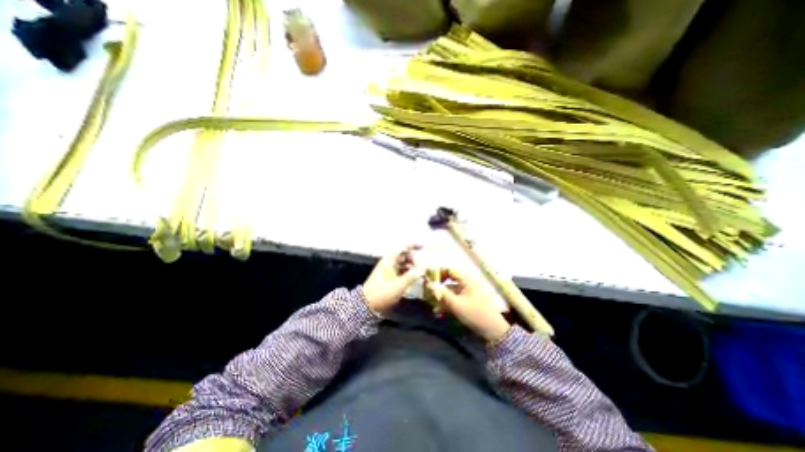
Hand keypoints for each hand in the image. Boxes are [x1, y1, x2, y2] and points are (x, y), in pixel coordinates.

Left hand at [364, 245, 422, 315]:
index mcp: (390, 259)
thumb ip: (413, 274)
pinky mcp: (388, 278)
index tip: (424, 247)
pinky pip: (400, 271)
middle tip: (424, 266)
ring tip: (421, 273)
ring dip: (412, 267)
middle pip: (404, 256)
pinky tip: (414, 279)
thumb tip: (424, 267)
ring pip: (402, 264)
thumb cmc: (383, 292)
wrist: (367, 305)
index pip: (403, 247)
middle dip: (415, 259)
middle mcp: (389, 262)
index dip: (414, 246)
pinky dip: (407, 273)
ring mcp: (388, 270)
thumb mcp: (400, 284)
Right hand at [427, 268, 507, 341]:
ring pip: (449, 291)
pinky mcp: (466, 301)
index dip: (438, 273)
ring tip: (434, 308)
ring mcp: (466, 292)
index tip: (428, 280)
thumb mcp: (456, 304)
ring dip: (441, 298)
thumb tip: (428, 284)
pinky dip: (446, 304)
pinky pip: (453, 298)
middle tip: (428, 294)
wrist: (492, 331)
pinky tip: (440, 313)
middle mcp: (466, 283)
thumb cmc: (475, 314)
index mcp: (466, 280)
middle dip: (438, 288)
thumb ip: (442, 293)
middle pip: (448, 280)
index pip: (450, 270)